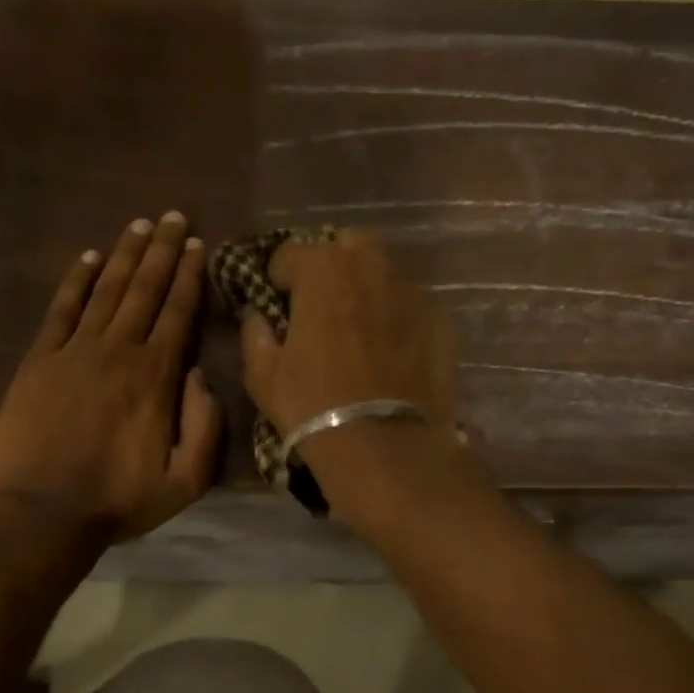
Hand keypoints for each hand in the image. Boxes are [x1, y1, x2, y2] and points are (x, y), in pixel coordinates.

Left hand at [0, 212, 221, 542]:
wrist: (41, 515)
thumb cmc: (118, 501)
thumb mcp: (185, 480)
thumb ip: (205, 426)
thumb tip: (201, 375)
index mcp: (156, 377)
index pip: (177, 313)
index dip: (189, 276)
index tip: (197, 245)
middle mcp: (117, 352)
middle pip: (143, 290)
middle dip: (161, 251)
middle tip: (172, 217)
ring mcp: (73, 353)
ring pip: (105, 291)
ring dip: (123, 255)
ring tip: (138, 225)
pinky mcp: (38, 362)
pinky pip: (60, 311)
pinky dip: (74, 281)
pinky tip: (86, 258)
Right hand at [238, 232, 461, 508]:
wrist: (385, 445)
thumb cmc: (313, 405)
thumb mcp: (263, 374)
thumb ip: (254, 333)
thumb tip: (257, 314)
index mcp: (322, 269)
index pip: (290, 252)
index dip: (278, 276)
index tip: (276, 301)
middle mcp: (370, 266)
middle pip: (346, 247)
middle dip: (330, 266)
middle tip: (320, 304)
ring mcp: (411, 290)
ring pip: (383, 273)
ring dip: (365, 288)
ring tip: (358, 327)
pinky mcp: (439, 319)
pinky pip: (409, 304)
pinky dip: (395, 315)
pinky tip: (390, 349)